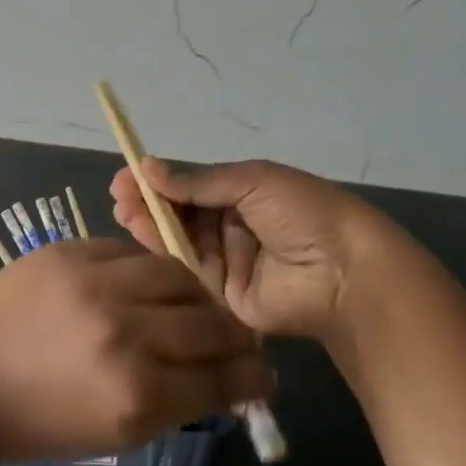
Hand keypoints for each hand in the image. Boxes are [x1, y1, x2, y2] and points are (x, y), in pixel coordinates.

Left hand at [0, 240, 273, 464]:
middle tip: (233, 340)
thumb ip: (175, 402)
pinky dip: (146, 271)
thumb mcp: (115, 432)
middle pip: (209, 321)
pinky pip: (129, 251)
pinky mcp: (68, 251)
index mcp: (138, 394)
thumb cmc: (37, 423)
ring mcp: (94, 282)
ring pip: (177, 273)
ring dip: (195, 293)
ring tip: (192, 306)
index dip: (250, 379)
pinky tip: (143, 285)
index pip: (222, 378)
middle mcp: (124, 332)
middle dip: (234, 336)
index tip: (258, 377)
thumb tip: (221, 377)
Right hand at [110, 157, 410, 340]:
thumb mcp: (252, 182)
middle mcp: (232, 228)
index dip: (160, 182)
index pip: (191, 187)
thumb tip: (149, 167)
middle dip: (150, 205)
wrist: (346, 272)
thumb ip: (199, 181)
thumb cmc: (303, 213)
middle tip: (119, 197)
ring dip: (152, 228)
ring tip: (125, 213)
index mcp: (243, 195)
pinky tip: (143, 242)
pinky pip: (190, 276)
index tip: (127, 177)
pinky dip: (166, 259)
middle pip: (181, 216)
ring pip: (181, 244)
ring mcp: (228, 263)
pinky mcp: (224, 298)